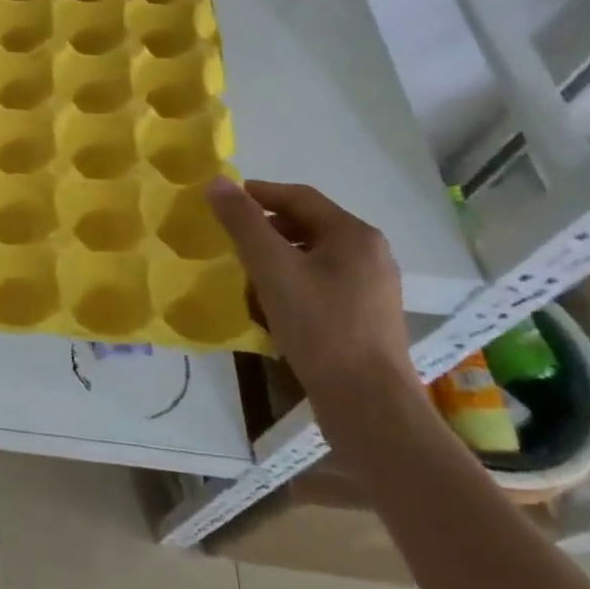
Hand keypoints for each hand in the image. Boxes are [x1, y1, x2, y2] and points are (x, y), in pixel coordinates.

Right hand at [204, 178, 415, 421]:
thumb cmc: (320, 327)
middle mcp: (370, 254)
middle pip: (308, 225)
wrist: (370, 406)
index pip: (298, 197)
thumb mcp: (272, 268)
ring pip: (314, 256)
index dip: (258, 193)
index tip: (223, 202)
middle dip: (266, 228)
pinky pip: (323, 283)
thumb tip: (217, 181)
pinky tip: (274, 306)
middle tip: (231, 240)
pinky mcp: (368, 318)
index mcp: (354, 234)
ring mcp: (373, 288)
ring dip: (278, 257)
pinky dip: (294, 282)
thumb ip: (243, 222)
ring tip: (247, 273)